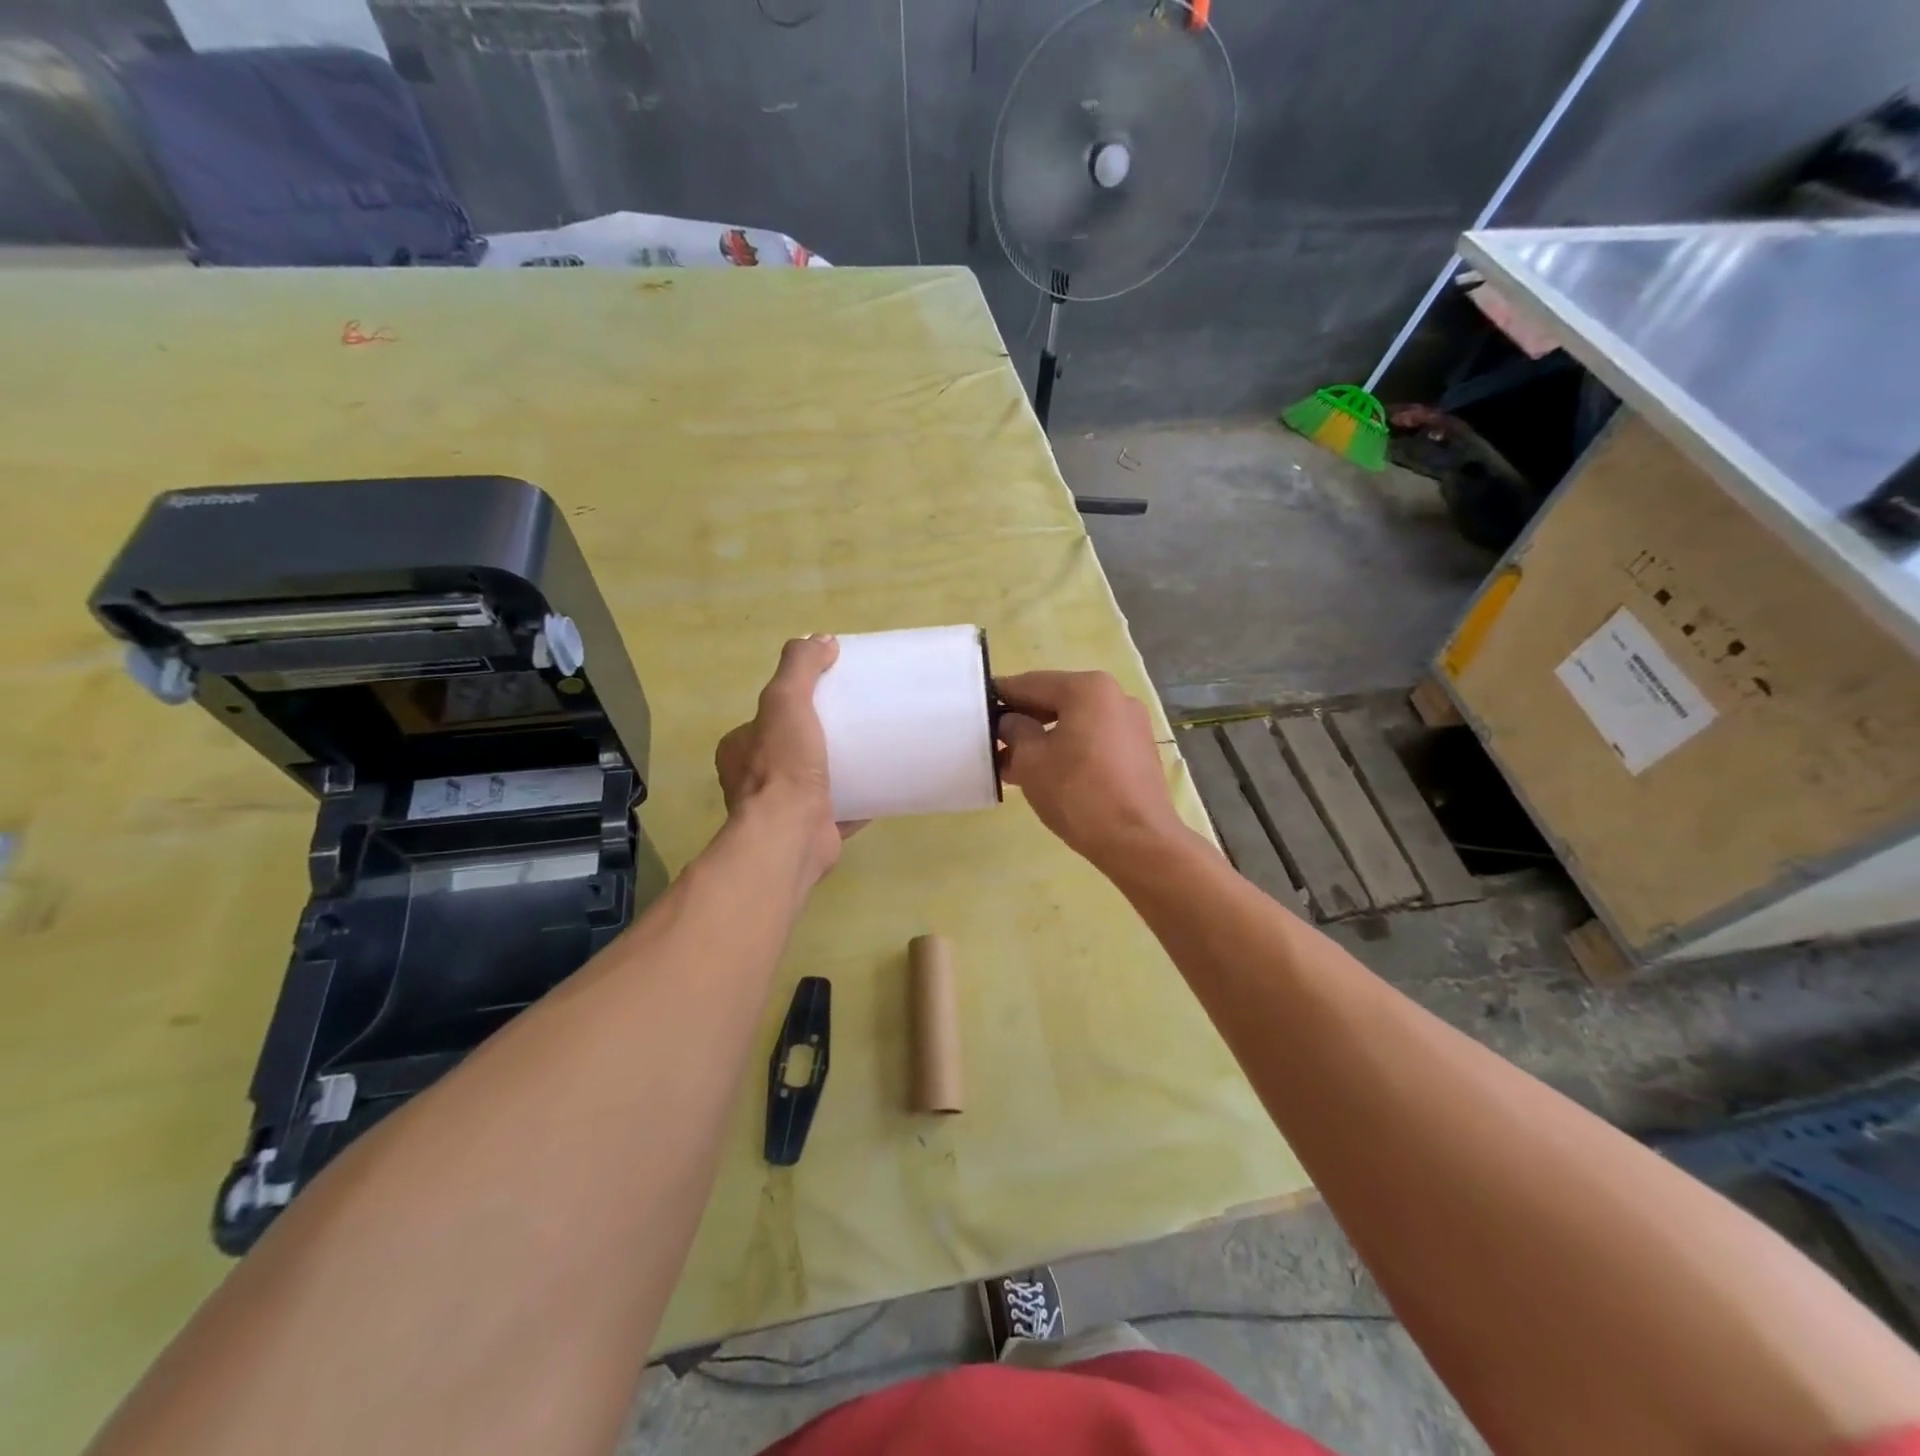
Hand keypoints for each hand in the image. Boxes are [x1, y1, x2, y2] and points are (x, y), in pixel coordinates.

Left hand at [715, 636, 862, 883]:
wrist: (791, 835)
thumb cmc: (782, 766)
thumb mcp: (785, 701)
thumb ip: (799, 668)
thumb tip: (821, 640)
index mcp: (740, 751)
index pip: (765, 719)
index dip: (792, 705)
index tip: (826, 697)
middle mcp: (754, 782)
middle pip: (791, 750)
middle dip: (818, 738)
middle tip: (854, 723)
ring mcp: (782, 811)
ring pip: (813, 782)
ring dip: (837, 770)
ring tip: (871, 752)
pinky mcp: (812, 832)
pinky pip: (839, 811)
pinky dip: (858, 801)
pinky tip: (881, 788)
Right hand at [995, 670, 1188, 871]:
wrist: (1138, 842)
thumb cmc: (1078, 793)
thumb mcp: (1030, 761)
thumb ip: (1014, 731)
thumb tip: (1010, 722)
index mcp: (1088, 688)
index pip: (1031, 683)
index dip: (1001, 696)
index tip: (977, 709)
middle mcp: (1116, 696)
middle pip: (1056, 700)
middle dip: (1023, 720)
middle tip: (993, 742)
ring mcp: (1132, 724)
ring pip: (1075, 722)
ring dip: (1044, 738)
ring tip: (1015, 764)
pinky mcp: (1139, 751)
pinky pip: (1094, 740)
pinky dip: (1069, 749)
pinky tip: (1048, 773)